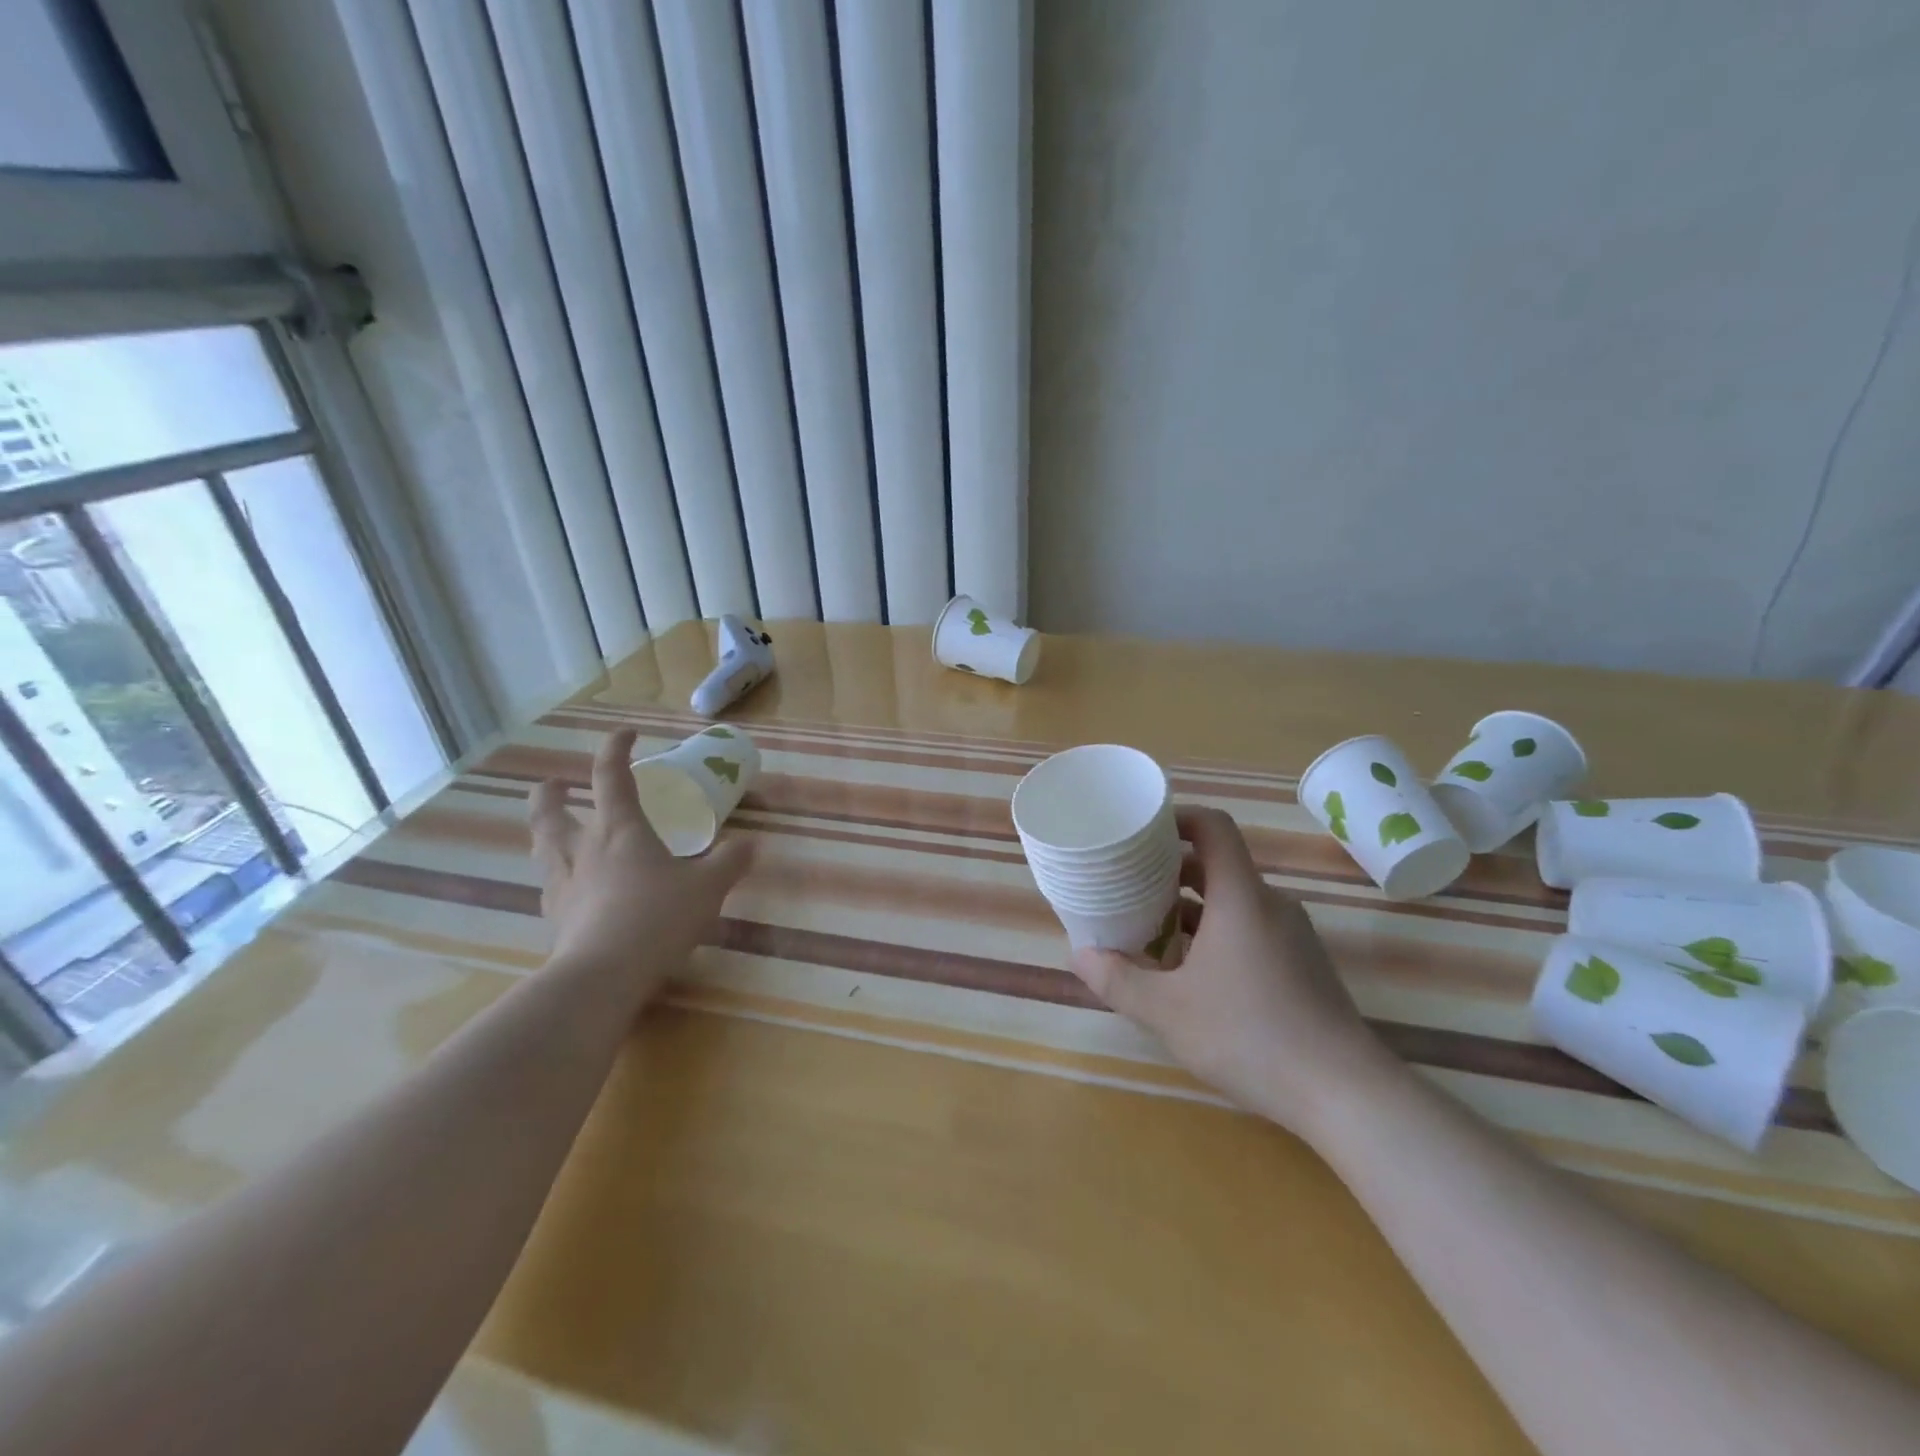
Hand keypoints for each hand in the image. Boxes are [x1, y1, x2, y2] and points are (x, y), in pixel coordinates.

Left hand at [528, 728, 753, 1003]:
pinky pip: (550, 887)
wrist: (603, 975)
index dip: (615, 749)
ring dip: (544, 831)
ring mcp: (563, 884)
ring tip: (554, 831)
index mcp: (620, 830)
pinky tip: (570, 889)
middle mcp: (583, 849)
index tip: (626, 733)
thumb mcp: (708, 887)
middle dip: (551, 793)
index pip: (611, 775)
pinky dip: (557, 878)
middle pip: (551, 811)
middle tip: (555, 786)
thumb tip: (751, 844)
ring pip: (541, 847)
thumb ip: (730, 861)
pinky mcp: (556, 919)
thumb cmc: (658, 917)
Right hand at [1067, 806, 1397, 1136]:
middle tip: (1127, 886)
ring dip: (1190, 908)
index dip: (1176, 818)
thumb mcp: (1168, 1012)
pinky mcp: (1301, 966)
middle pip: (1217, 865)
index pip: (1213, 827)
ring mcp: (1291, 936)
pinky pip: (1250, 929)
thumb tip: (1079, 956)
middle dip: (1169, 871)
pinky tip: (1191, 974)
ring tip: (1149, 931)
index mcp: (1241, 897)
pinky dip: (1215, 934)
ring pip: (1232, 902)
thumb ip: (1118, 980)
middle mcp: (1270, 905)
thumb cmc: (1250, 1036)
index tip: (1140, 832)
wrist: (1346, 1094)